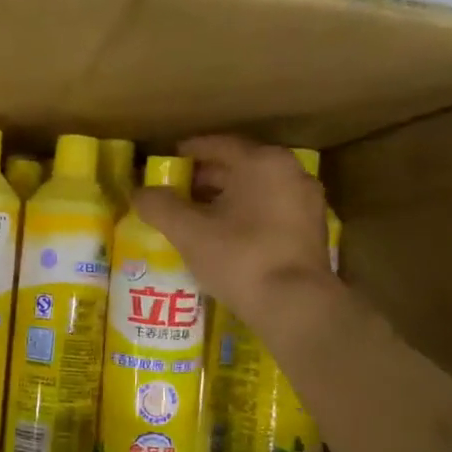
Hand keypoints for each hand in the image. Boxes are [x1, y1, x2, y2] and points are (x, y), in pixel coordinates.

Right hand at [133, 136, 333, 320]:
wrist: (295, 305)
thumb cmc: (240, 257)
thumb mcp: (188, 232)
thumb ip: (160, 206)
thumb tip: (139, 193)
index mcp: (262, 162)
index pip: (218, 145)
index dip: (188, 152)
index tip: (167, 163)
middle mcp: (291, 172)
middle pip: (239, 166)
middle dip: (205, 178)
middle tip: (176, 192)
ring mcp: (307, 201)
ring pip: (256, 190)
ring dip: (225, 198)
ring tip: (195, 215)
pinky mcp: (312, 230)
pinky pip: (271, 210)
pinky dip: (246, 214)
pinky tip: (224, 235)